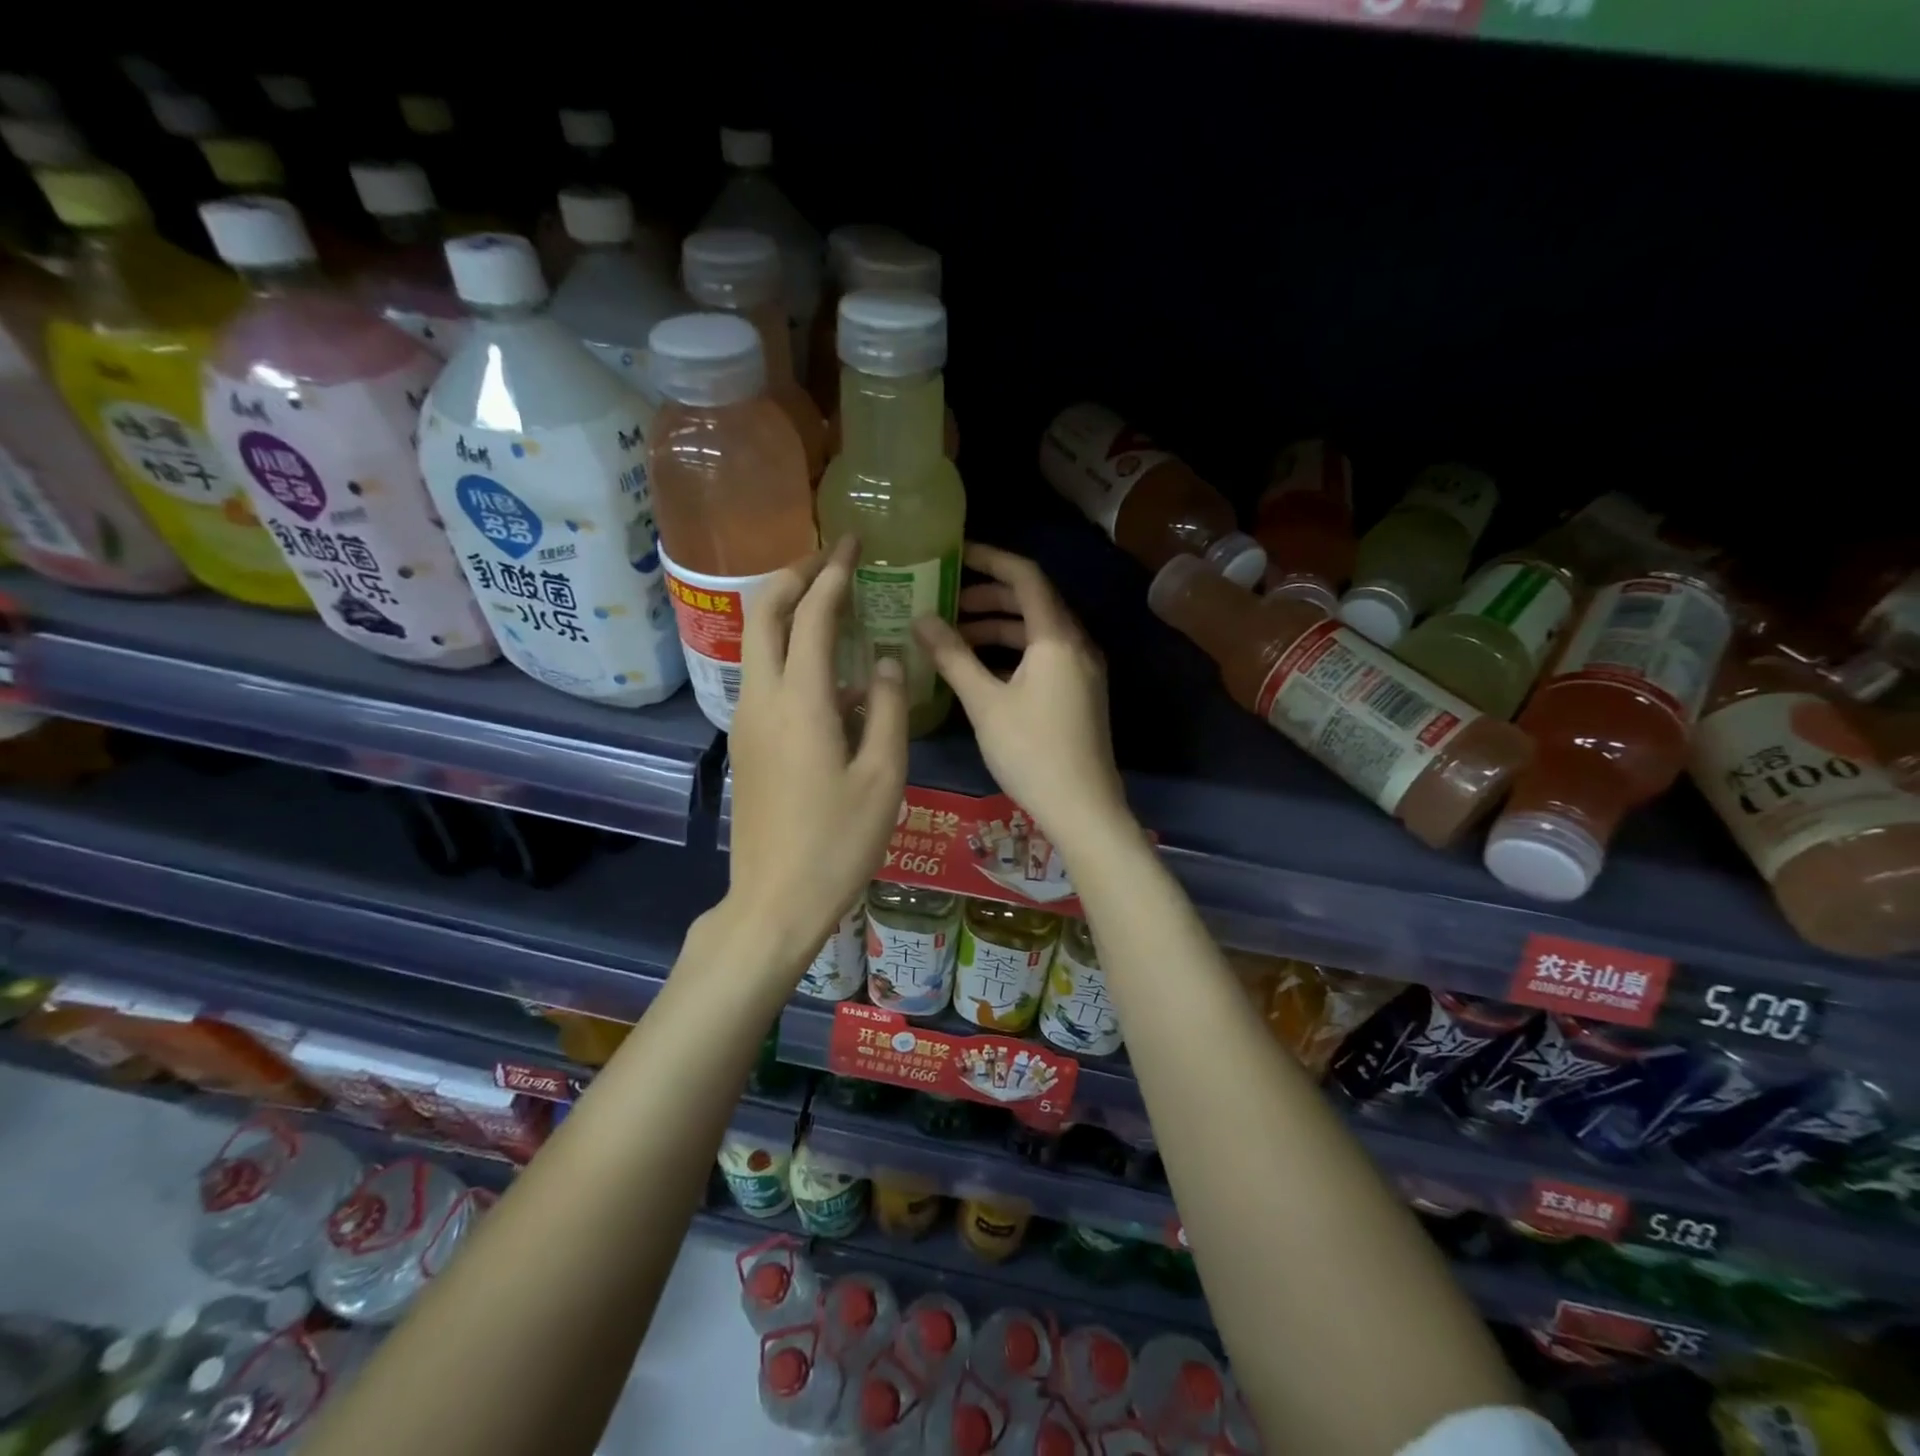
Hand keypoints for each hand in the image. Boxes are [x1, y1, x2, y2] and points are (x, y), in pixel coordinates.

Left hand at [728, 536, 907, 961]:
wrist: (775, 900)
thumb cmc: (839, 842)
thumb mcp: (883, 776)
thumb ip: (887, 708)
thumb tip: (885, 660)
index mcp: (800, 701)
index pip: (811, 614)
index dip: (833, 572)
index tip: (853, 543)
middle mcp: (762, 698)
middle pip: (762, 613)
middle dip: (793, 575)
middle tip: (830, 560)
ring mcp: (746, 720)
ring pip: (756, 642)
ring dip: (786, 611)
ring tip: (830, 603)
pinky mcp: (746, 742)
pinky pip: (762, 676)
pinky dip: (786, 652)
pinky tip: (827, 674)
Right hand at [912, 543, 1130, 849]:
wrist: (1083, 807)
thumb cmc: (1031, 752)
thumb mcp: (985, 703)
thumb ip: (952, 657)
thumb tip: (920, 619)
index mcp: (1056, 637)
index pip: (1025, 576)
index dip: (990, 559)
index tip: (955, 555)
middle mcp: (1076, 644)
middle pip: (1033, 601)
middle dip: (989, 596)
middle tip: (947, 601)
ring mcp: (1082, 669)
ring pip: (1038, 631)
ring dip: (999, 627)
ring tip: (956, 636)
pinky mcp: (1080, 693)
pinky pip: (1045, 655)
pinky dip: (1013, 652)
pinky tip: (982, 669)